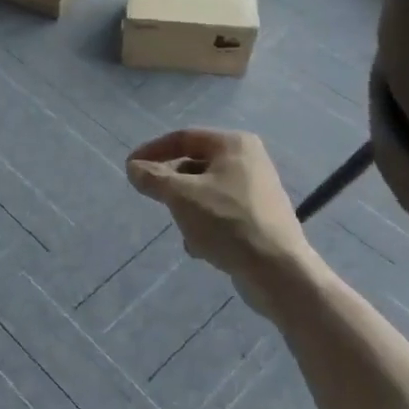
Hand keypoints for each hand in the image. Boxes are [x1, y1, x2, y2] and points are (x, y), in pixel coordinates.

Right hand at [126, 130, 314, 302]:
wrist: (277, 271)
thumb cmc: (227, 222)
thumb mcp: (182, 196)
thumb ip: (154, 179)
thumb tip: (133, 168)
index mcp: (233, 144)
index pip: (183, 137)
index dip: (152, 151)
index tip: (130, 168)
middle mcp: (248, 160)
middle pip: (194, 164)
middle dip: (172, 185)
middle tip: (153, 199)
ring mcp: (256, 189)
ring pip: (205, 191)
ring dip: (187, 208)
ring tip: (184, 230)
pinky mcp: (259, 217)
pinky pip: (220, 211)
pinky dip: (205, 224)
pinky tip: (200, 247)